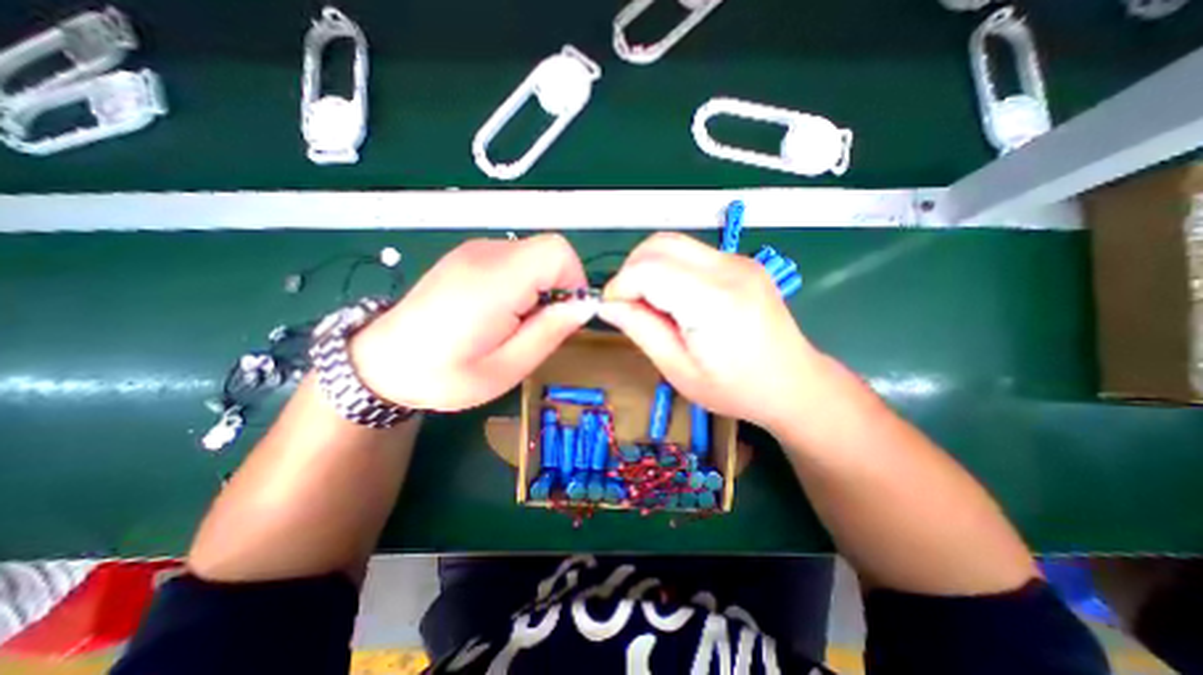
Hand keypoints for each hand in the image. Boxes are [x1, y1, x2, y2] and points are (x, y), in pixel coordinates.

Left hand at [350, 233, 593, 409]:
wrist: (382, 363)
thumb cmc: (444, 375)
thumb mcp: (507, 368)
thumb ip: (549, 332)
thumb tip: (584, 306)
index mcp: (495, 280)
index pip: (558, 252)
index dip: (574, 281)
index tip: (563, 315)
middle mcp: (486, 253)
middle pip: (549, 252)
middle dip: (558, 289)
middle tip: (537, 326)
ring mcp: (474, 250)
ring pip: (534, 256)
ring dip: (540, 288)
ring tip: (516, 323)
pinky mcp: (469, 256)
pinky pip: (515, 260)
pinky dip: (523, 283)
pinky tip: (500, 311)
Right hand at [601, 231, 828, 432]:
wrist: (794, 383)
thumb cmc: (736, 389)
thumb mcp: (679, 371)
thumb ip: (641, 330)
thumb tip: (607, 305)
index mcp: (714, 301)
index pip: (648, 269)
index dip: (620, 285)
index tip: (611, 309)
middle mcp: (728, 268)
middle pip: (659, 244)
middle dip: (631, 270)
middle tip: (629, 305)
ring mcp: (738, 260)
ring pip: (672, 243)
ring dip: (648, 267)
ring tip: (650, 303)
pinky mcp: (740, 261)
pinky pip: (690, 253)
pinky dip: (668, 269)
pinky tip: (675, 298)